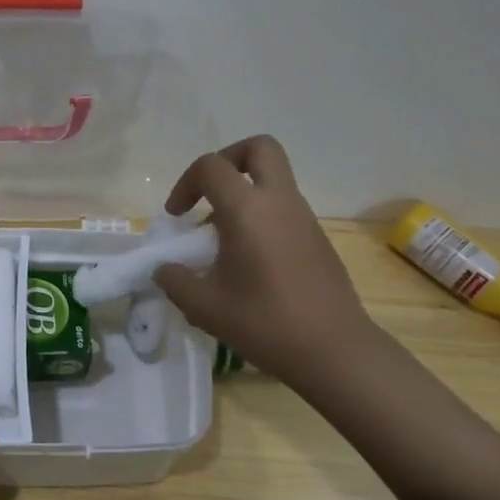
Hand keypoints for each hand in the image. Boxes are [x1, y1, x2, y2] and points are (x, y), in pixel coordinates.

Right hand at [153, 135, 378, 383]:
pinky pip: (284, 208)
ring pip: (273, 179)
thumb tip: (165, 268)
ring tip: (223, 238)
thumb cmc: (264, 323)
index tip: (177, 216)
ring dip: (244, 193)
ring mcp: (304, 218)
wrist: (333, 351)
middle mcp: (279, 202)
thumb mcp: (203, 306)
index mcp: (248, 210)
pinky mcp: (318, 238)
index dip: (185, 183)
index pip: (211, 166)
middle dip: (228, 159)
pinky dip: (261, 216)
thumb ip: (174, 280)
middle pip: (259, 148)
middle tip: (209, 193)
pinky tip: (249, 260)